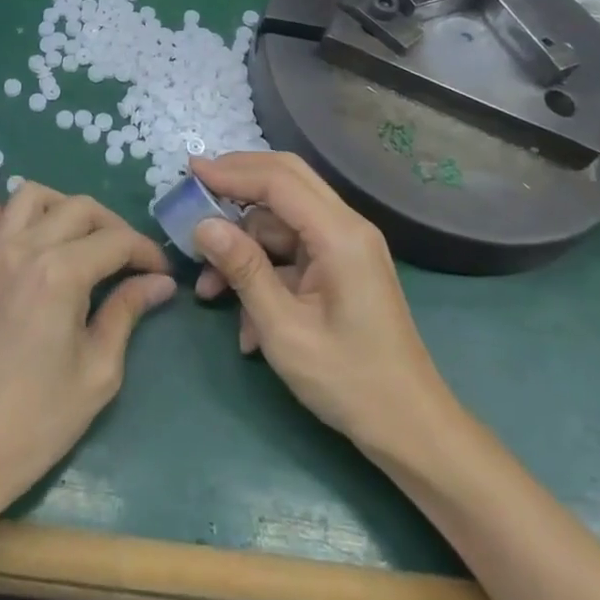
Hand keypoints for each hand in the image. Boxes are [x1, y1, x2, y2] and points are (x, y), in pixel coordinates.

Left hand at [0, 183, 175, 525]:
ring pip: (28, 196)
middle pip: (79, 207)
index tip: (162, 274)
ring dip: (62, 207)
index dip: (147, 252)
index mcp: (61, 273)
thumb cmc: (38, 420)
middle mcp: (24, 248)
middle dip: (114, 226)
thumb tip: (159, 283)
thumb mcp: (98, 371)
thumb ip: (127, 312)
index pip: (116, 241)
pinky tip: (19, 237)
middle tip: (131, 261)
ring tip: (81, 239)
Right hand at [190, 152, 458, 454]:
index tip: (190, 171)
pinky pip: (292, 250)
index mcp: (340, 235)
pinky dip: (262, 270)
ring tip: (208, 288)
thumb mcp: (284, 330)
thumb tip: (202, 225)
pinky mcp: (340, 268)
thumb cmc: (349, 381)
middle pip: (286, 180)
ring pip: (282, 220)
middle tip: (195, 190)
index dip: (231, 171)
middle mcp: (346, 227)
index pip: (278, 180)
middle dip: (237, 182)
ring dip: (243, 243)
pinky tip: (242, 319)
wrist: (409, 428)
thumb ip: (244, 270)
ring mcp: (345, 247)